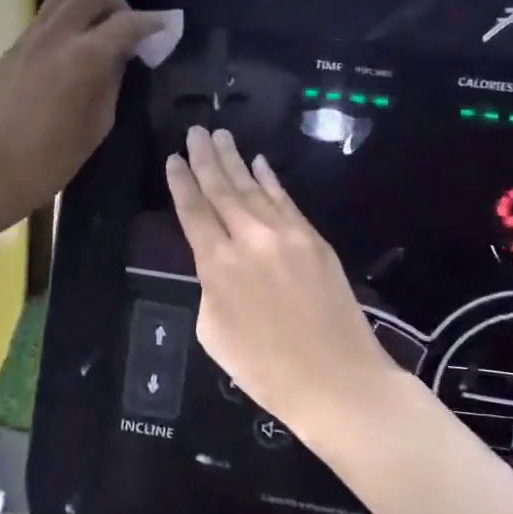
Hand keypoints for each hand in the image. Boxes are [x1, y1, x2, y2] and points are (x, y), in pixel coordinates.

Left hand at [0, 0, 167, 226]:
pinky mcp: (12, 48)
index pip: (126, 22)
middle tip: (128, 29)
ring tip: (100, 30)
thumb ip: (114, 80)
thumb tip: (122, 54)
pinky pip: (46, 16)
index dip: (153, 22)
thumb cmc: (51, 160)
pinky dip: (67, 18)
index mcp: (83, 58)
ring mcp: (29, 38)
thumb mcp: (98, 124)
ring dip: (89, 3)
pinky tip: (73, 47)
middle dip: (118, 3)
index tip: (167, 26)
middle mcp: (55, 36)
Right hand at [166, 126, 403, 446]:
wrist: (338, 382)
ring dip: (235, 160)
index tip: (173, 158)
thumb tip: (219, 265)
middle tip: (195, 130)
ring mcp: (286, 235)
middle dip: (205, 158)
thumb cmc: (265, 370)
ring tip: (220, 136)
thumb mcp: (214, 333)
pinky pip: (286, 200)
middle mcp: (249, 239)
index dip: (181, 182)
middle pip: (222, 189)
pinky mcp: (314, 240)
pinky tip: (259, 163)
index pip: (193, 211)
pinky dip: (270, 180)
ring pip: (253, 188)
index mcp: (217, 265)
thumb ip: (210, 288)